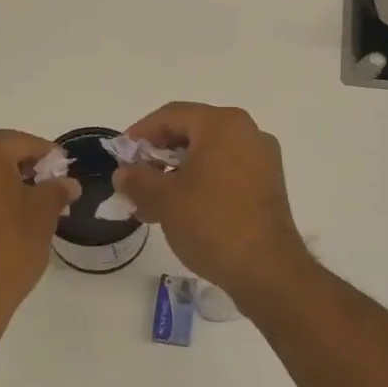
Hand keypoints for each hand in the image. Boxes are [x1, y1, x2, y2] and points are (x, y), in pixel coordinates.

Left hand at [0, 129, 78, 335]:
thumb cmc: (7, 249)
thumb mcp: (42, 216)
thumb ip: (56, 190)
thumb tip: (67, 183)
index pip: (22, 142)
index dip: (48, 156)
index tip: (65, 170)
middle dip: (21, 163)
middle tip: (46, 185)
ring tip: (26, 201)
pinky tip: (1, 210)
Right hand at [112, 103, 314, 307]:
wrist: (267, 270)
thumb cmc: (211, 223)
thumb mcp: (164, 200)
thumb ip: (137, 180)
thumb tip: (124, 173)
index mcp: (223, 125)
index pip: (171, 115)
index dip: (140, 133)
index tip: (120, 156)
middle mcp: (247, 133)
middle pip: (191, 133)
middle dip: (157, 156)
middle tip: (134, 180)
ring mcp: (262, 160)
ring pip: (207, 156)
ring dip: (176, 174)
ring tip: (150, 203)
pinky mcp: (267, 186)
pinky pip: (225, 173)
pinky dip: (199, 184)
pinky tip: (179, 211)